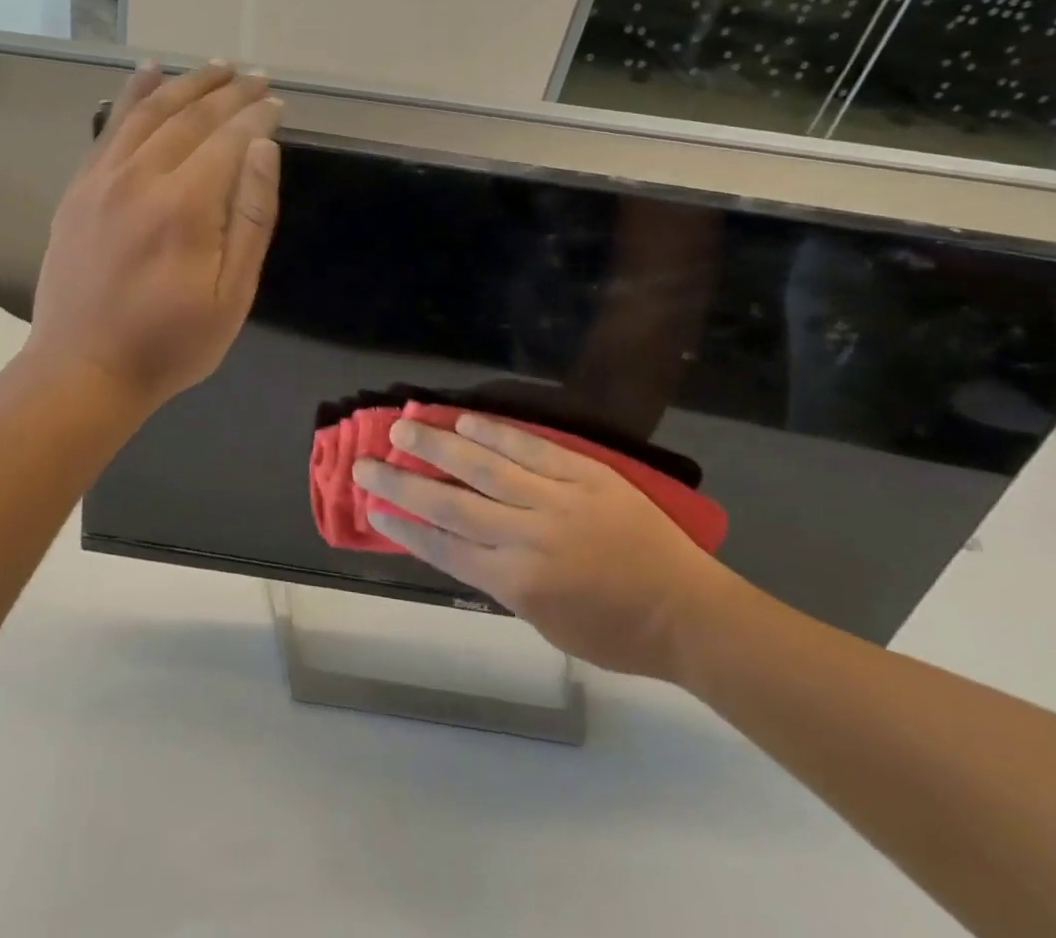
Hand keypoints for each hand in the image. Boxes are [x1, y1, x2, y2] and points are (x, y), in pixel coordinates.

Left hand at [25, 61, 281, 411]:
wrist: (83, 369)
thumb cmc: (170, 342)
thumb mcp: (232, 294)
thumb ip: (251, 216)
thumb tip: (263, 147)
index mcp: (185, 205)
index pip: (230, 138)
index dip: (257, 115)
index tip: (277, 101)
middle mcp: (141, 177)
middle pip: (191, 116)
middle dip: (229, 91)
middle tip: (255, 76)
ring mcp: (103, 179)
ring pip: (148, 112)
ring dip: (185, 83)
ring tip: (215, 66)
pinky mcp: (79, 188)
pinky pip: (109, 128)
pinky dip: (131, 94)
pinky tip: (148, 72)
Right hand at [353, 416, 737, 680]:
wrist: (689, 613)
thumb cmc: (615, 633)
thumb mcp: (545, 624)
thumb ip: (500, 580)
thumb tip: (459, 542)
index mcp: (516, 583)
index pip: (443, 548)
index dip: (402, 526)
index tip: (371, 507)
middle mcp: (527, 538)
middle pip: (449, 505)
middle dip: (401, 483)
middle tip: (366, 463)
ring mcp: (556, 501)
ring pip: (483, 468)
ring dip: (437, 446)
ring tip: (402, 427)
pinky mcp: (584, 474)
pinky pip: (530, 448)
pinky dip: (493, 433)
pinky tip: (463, 422)